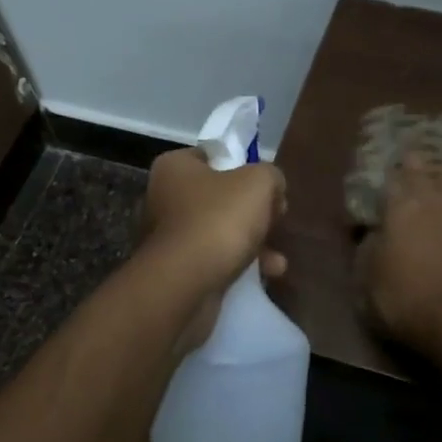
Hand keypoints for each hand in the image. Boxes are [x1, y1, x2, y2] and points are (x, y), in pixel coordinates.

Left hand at [138, 149, 287, 351]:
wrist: (185, 284)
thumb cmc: (218, 220)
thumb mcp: (258, 183)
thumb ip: (270, 175)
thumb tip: (272, 186)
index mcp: (174, 167)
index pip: (213, 156)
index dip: (245, 167)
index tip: (268, 186)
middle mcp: (165, 198)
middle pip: (221, 197)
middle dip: (254, 212)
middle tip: (276, 219)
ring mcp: (169, 237)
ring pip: (221, 231)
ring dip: (253, 243)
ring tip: (276, 260)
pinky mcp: (176, 270)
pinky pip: (215, 260)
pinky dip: (240, 265)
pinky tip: (267, 274)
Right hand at [356, 150, 441, 354]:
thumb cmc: (403, 300)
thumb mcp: (366, 278)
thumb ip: (368, 246)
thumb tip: (373, 230)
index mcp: (400, 208)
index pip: (390, 177)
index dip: (384, 170)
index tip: (379, 164)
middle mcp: (433, 202)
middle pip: (425, 168)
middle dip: (415, 160)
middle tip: (409, 154)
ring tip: (441, 167)